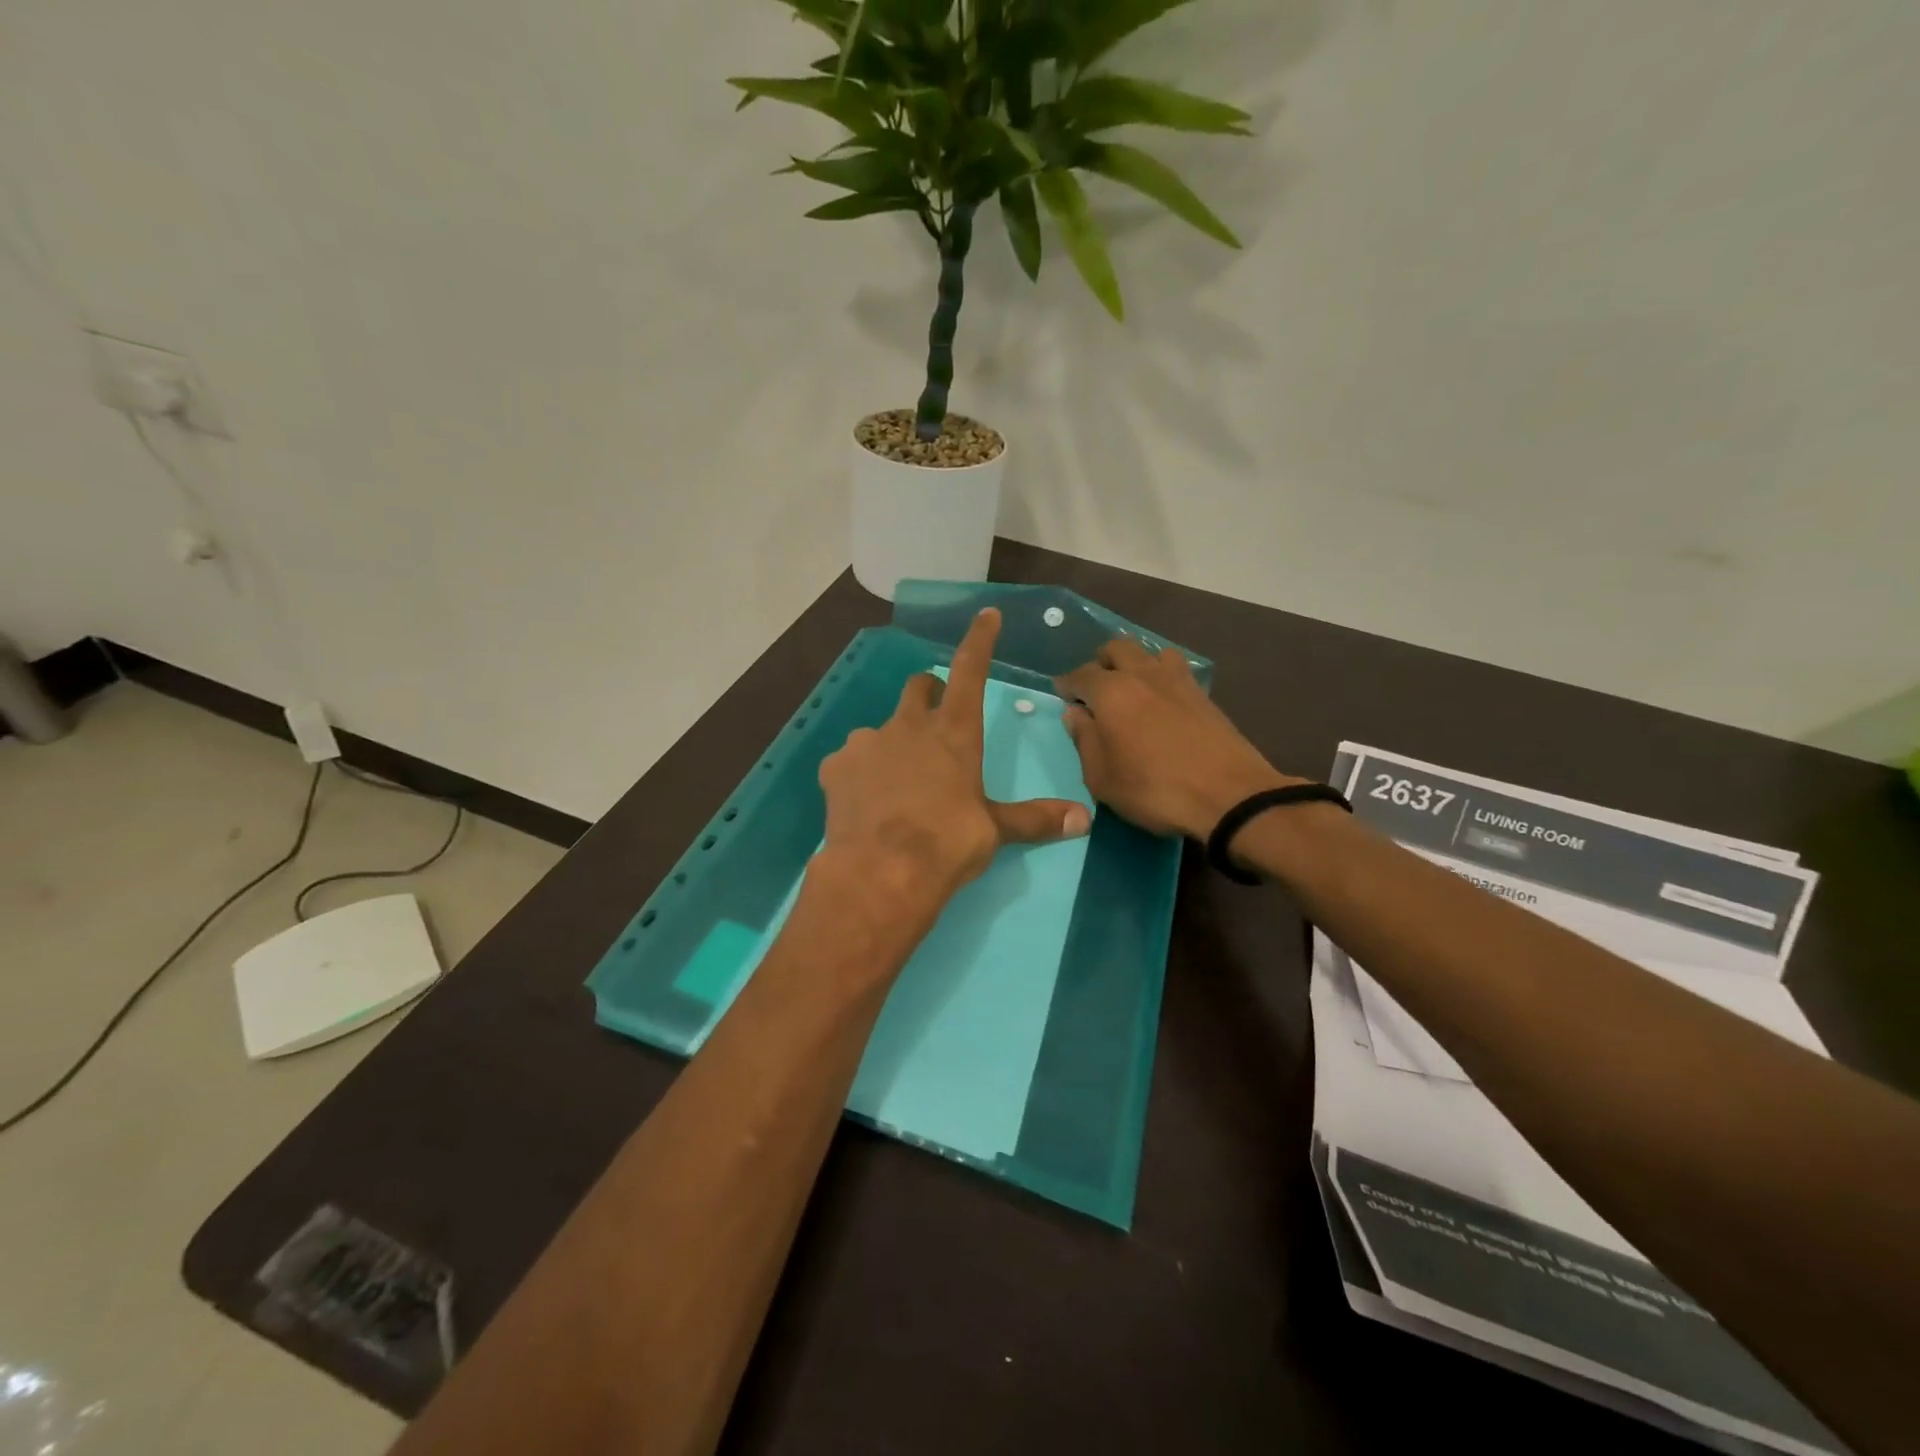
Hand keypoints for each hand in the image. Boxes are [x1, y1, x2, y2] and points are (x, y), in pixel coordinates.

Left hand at [818, 608, 1091, 916]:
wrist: (881, 873)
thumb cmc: (947, 844)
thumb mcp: (995, 831)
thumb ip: (1035, 819)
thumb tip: (1083, 820)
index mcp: (954, 732)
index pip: (971, 670)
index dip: (980, 640)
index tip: (986, 615)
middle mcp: (909, 725)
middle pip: (919, 686)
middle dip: (931, 692)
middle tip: (937, 720)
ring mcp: (867, 742)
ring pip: (882, 728)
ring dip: (894, 743)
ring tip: (898, 783)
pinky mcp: (835, 766)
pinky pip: (851, 760)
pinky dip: (860, 773)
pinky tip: (865, 802)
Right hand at [1057, 637, 1295, 840]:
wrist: (1229, 796)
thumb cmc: (1154, 790)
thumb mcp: (1102, 778)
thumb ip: (1084, 740)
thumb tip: (1075, 714)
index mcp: (1112, 692)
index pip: (1080, 674)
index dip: (1067, 684)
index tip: (1061, 695)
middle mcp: (1143, 674)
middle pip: (1116, 648)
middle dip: (1100, 663)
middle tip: (1095, 690)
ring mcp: (1178, 680)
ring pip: (1150, 652)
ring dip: (1135, 663)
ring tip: (1131, 690)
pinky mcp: (1203, 694)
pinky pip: (1175, 669)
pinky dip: (1161, 676)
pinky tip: (1161, 701)